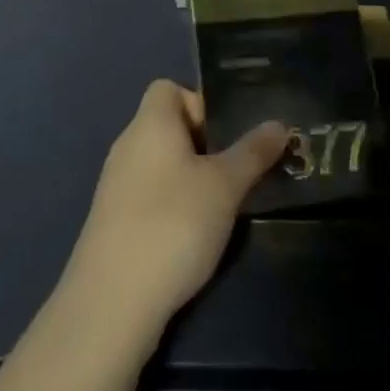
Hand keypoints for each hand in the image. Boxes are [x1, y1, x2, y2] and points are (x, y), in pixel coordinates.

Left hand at [63, 80, 287, 350]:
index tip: (228, 136)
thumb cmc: (172, 224)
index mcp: (150, 123)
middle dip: (204, 145)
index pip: (169, 88)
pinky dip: (171, 206)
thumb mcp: (224, 186)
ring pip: (160, 164)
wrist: (111, 302)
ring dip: (190, 179)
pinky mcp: (112, 221)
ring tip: (221, 208)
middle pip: (168, 126)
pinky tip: (191, 237)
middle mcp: (127, 144)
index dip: (200, 103)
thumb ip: (252, 152)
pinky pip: (148, 195)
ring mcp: (115, 184)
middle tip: (236, 173)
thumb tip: (278, 123)